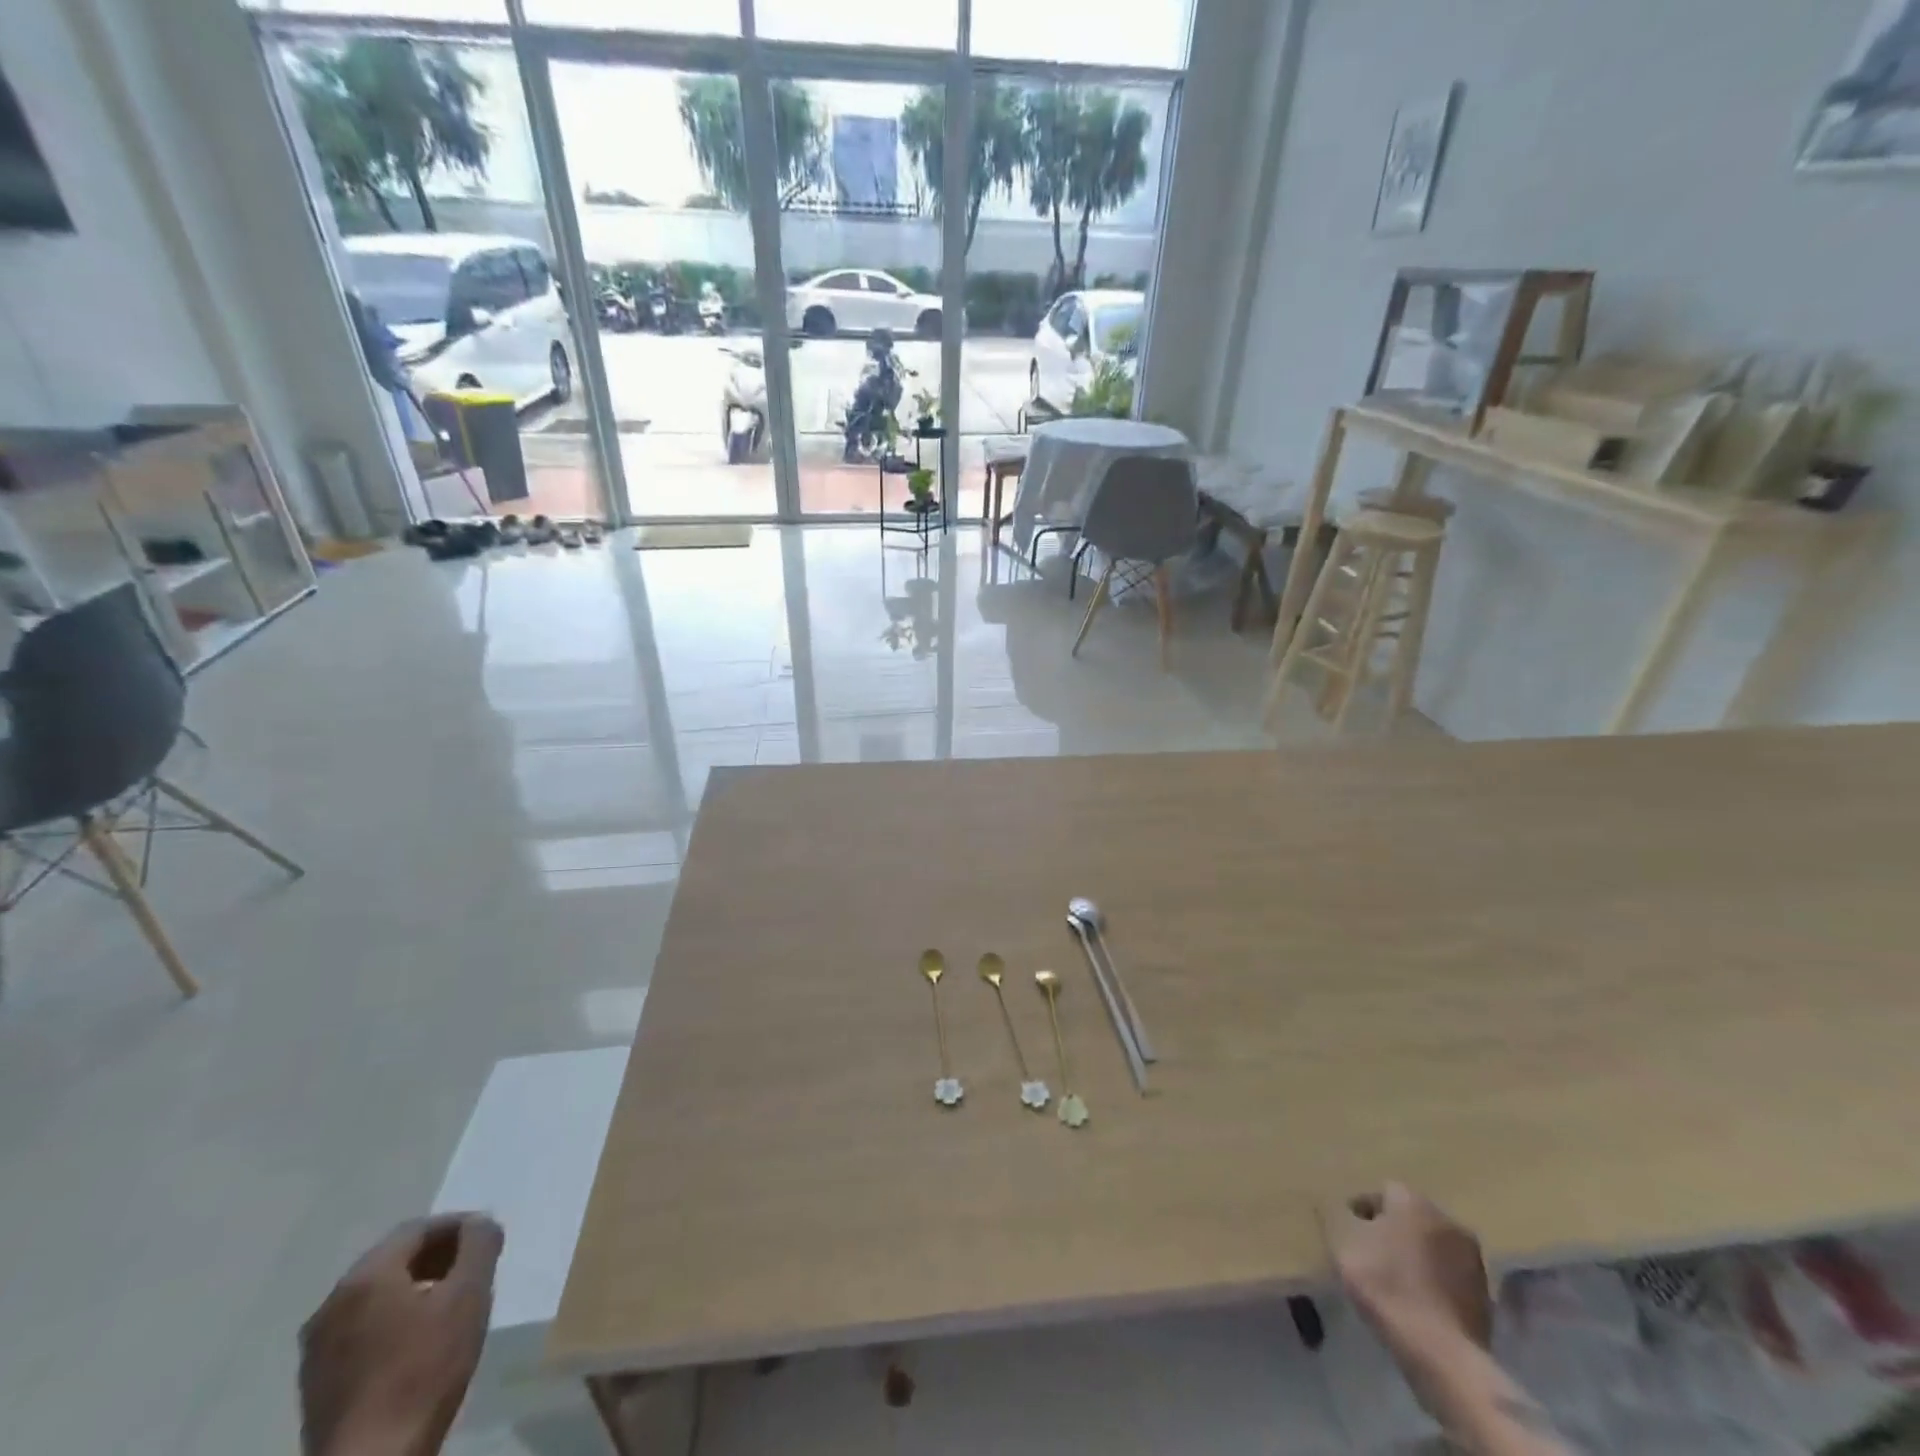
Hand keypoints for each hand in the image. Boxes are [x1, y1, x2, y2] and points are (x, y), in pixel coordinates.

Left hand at [299, 1214, 503, 1455]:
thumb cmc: (424, 1369)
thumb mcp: (469, 1295)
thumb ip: (479, 1246)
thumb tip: (480, 1222)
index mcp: (365, 1277)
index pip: (417, 1229)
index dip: (458, 1226)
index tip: (488, 1238)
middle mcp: (332, 1303)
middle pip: (392, 1260)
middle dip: (437, 1256)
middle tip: (474, 1266)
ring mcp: (317, 1348)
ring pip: (376, 1296)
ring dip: (416, 1287)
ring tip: (452, 1302)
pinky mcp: (317, 1383)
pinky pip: (362, 1328)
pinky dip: (395, 1318)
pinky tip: (420, 1340)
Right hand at [1328, 1182, 1491, 1356]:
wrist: (1442, 1354)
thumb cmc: (1386, 1287)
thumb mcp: (1344, 1245)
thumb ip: (1338, 1217)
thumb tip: (1337, 1206)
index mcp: (1413, 1201)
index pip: (1383, 1191)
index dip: (1363, 1209)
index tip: (1349, 1230)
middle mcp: (1447, 1219)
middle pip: (1412, 1216)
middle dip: (1393, 1229)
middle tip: (1372, 1251)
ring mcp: (1473, 1259)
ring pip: (1434, 1245)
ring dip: (1417, 1254)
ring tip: (1396, 1279)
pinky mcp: (1486, 1295)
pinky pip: (1450, 1276)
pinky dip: (1434, 1281)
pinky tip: (1419, 1300)